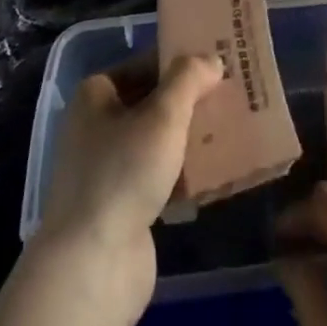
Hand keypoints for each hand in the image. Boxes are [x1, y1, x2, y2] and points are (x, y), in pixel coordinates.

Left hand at [36, 53, 223, 321]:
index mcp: (95, 97)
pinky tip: (217, 173)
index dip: (179, 61)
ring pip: (158, 142)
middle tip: (233, 95)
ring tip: (234, 130)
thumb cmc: (123, 173)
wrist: (93, 265)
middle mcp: (96, 128)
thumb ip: (189, 79)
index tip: (217, 63)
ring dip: (191, 138)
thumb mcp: (163, 115)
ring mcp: (107, 170)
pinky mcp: (122, 206)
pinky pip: (160, 177)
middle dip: (190, 101)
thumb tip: (211, 59)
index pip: (144, 65)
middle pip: (152, 103)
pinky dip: (185, 174)